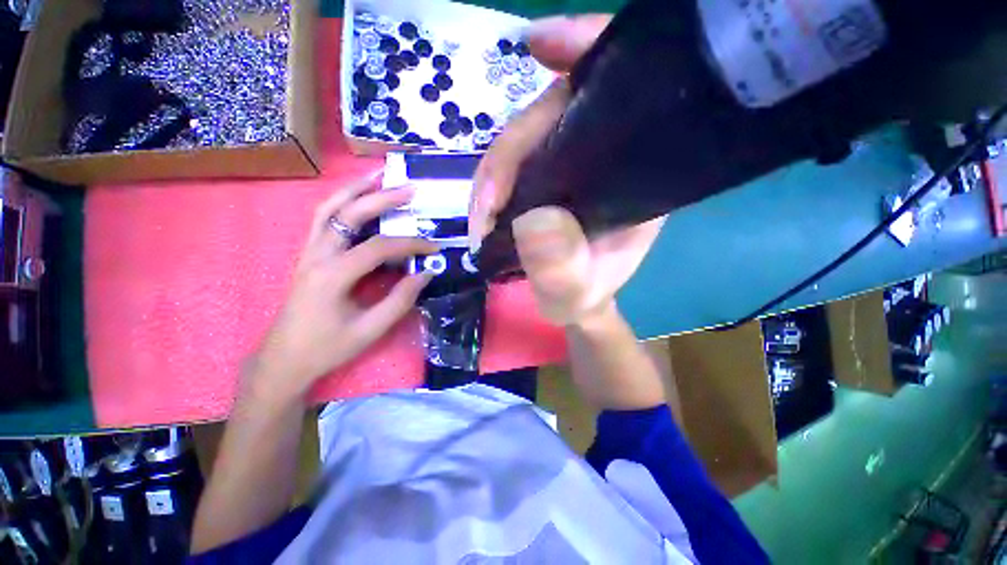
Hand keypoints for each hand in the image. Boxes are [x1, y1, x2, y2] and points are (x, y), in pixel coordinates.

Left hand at [248, 172, 435, 397]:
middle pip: (348, 214)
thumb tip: (426, 272)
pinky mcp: (309, 255)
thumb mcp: (371, 329)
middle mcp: (317, 256)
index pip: (378, 247)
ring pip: (328, 209)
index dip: (411, 244)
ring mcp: (308, 252)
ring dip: (354, 190)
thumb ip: (401, 299)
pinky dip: (341, 203)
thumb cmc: (328, 347)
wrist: (285, 359)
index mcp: (332, 276)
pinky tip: (357, 199)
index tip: (434, 247)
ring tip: (378, 177)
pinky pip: (323, 220)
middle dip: (381, 198)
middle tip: (409, 189)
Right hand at [469, 15, 664, 325]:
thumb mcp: (576, 292)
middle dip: (508, 157)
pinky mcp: (542, 177)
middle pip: (552, 118)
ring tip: (482, 216)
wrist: (571, 301)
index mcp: (630, 172)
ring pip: (524, 138)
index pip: (617, 95)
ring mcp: (567, 162)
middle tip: (486, 211)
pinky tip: (486, 192)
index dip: (585, 54)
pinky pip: (515, 157)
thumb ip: (562, 269)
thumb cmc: (582, 296)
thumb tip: (534, 222)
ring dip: (493, 173)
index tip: (541, 43)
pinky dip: (495, 168)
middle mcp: (603, 154)